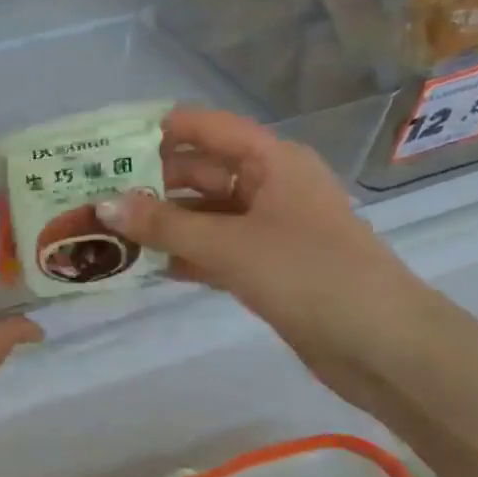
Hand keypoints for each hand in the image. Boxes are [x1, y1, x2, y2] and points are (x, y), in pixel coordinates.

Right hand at [96, 106, 424, 382]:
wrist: (385, 349)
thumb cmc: (309, 275)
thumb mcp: (229, 245)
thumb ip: (164, 224)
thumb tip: (102, 204)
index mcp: (271, 160)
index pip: (204, 127)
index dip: (156, 130)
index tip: (105, 143)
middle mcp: (269, 185)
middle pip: (199, 171)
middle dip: (148, 182)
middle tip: (92, 193)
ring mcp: (269, 227)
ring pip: (203, 213)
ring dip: (160, 222)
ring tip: (105, 229)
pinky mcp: (268, 266)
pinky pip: (214, 248)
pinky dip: (181, 253)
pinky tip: (140, 265)